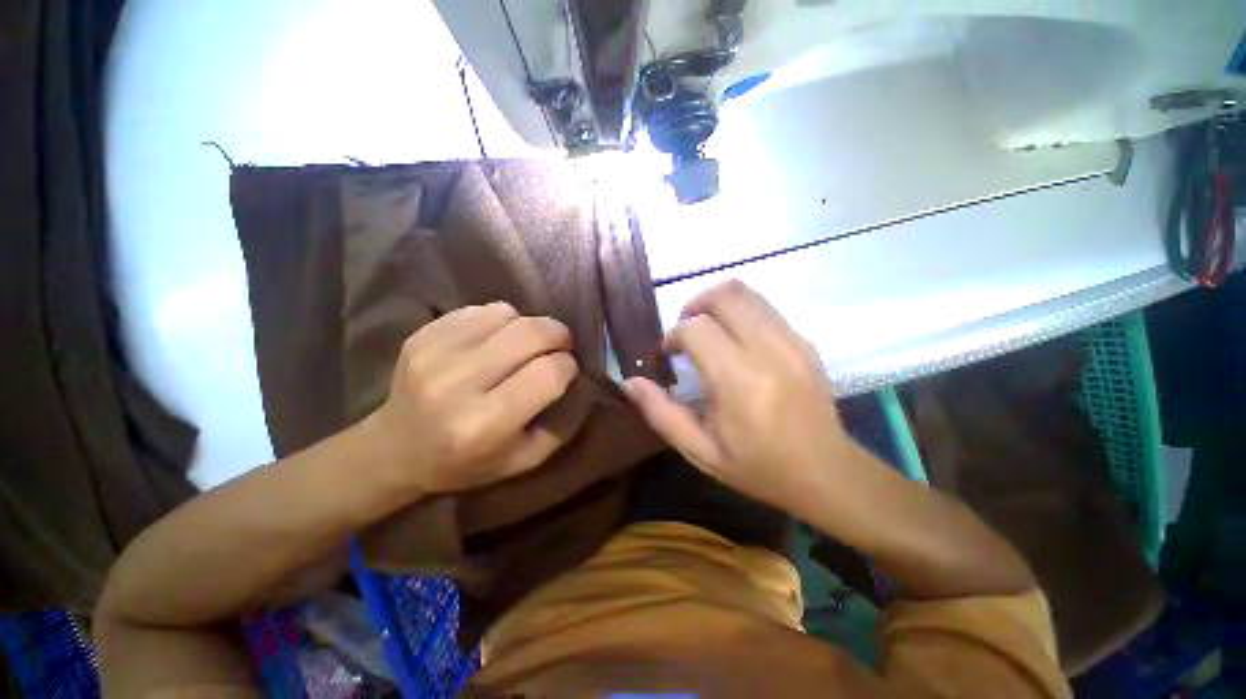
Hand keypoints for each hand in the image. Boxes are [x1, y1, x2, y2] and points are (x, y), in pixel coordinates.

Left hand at [366, 303, 579, 494]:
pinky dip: (500, 320)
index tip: (567, 370)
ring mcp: (434, 354)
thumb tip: (581, 382)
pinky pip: (480, 310)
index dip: (568, 366)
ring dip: (528, 326)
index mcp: (484, 424)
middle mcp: (456, 385)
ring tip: (524, 345)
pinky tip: (495, 340)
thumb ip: (562, 425)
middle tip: (561, 345)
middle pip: (530, 334)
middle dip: (559, 335)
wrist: (394, 450)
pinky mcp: (421, 335)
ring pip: (507, 315)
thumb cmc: (465, 463)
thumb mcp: (524, 460)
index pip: (548, 373)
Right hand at [623, 281, 850, 515]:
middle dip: (694, 305)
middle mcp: (768, 350)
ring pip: (745, 293)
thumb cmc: (759, 467)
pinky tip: (734, 340)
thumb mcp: (701, 451)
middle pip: (723, 295)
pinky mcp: (804, 340)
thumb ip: (661, 414)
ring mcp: (792, 341)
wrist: (828, 473)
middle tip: (685, 332)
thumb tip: (629, 383)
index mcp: (739, 381)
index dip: (673, 335)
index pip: (696, 329)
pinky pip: (764, 307)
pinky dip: (739, 312)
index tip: (668, 355)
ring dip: (716, 303)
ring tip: (707, 330)